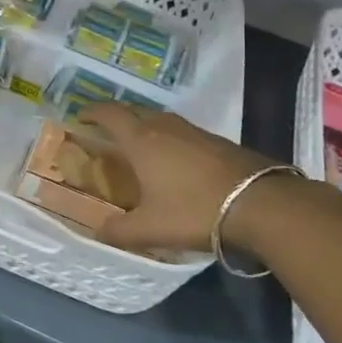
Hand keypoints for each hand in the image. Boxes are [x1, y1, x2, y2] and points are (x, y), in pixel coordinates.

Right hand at [79, 103, 286, 256]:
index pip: (109, 114)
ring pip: (160, 119)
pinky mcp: (217, 141)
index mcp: (141, 140)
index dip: (92, 112)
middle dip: (117, 117)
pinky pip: (181, 131)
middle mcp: (164, 127)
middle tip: (106, 133)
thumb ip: (119, 231)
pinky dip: (168, 137)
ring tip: (138, 145)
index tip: (80, 116)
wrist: (260, 204)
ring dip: (144, 126)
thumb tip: (98, 232)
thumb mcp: (150, 229)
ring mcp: (193, 131)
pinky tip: (174, 160)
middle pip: (134, 111)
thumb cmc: (194, 210)